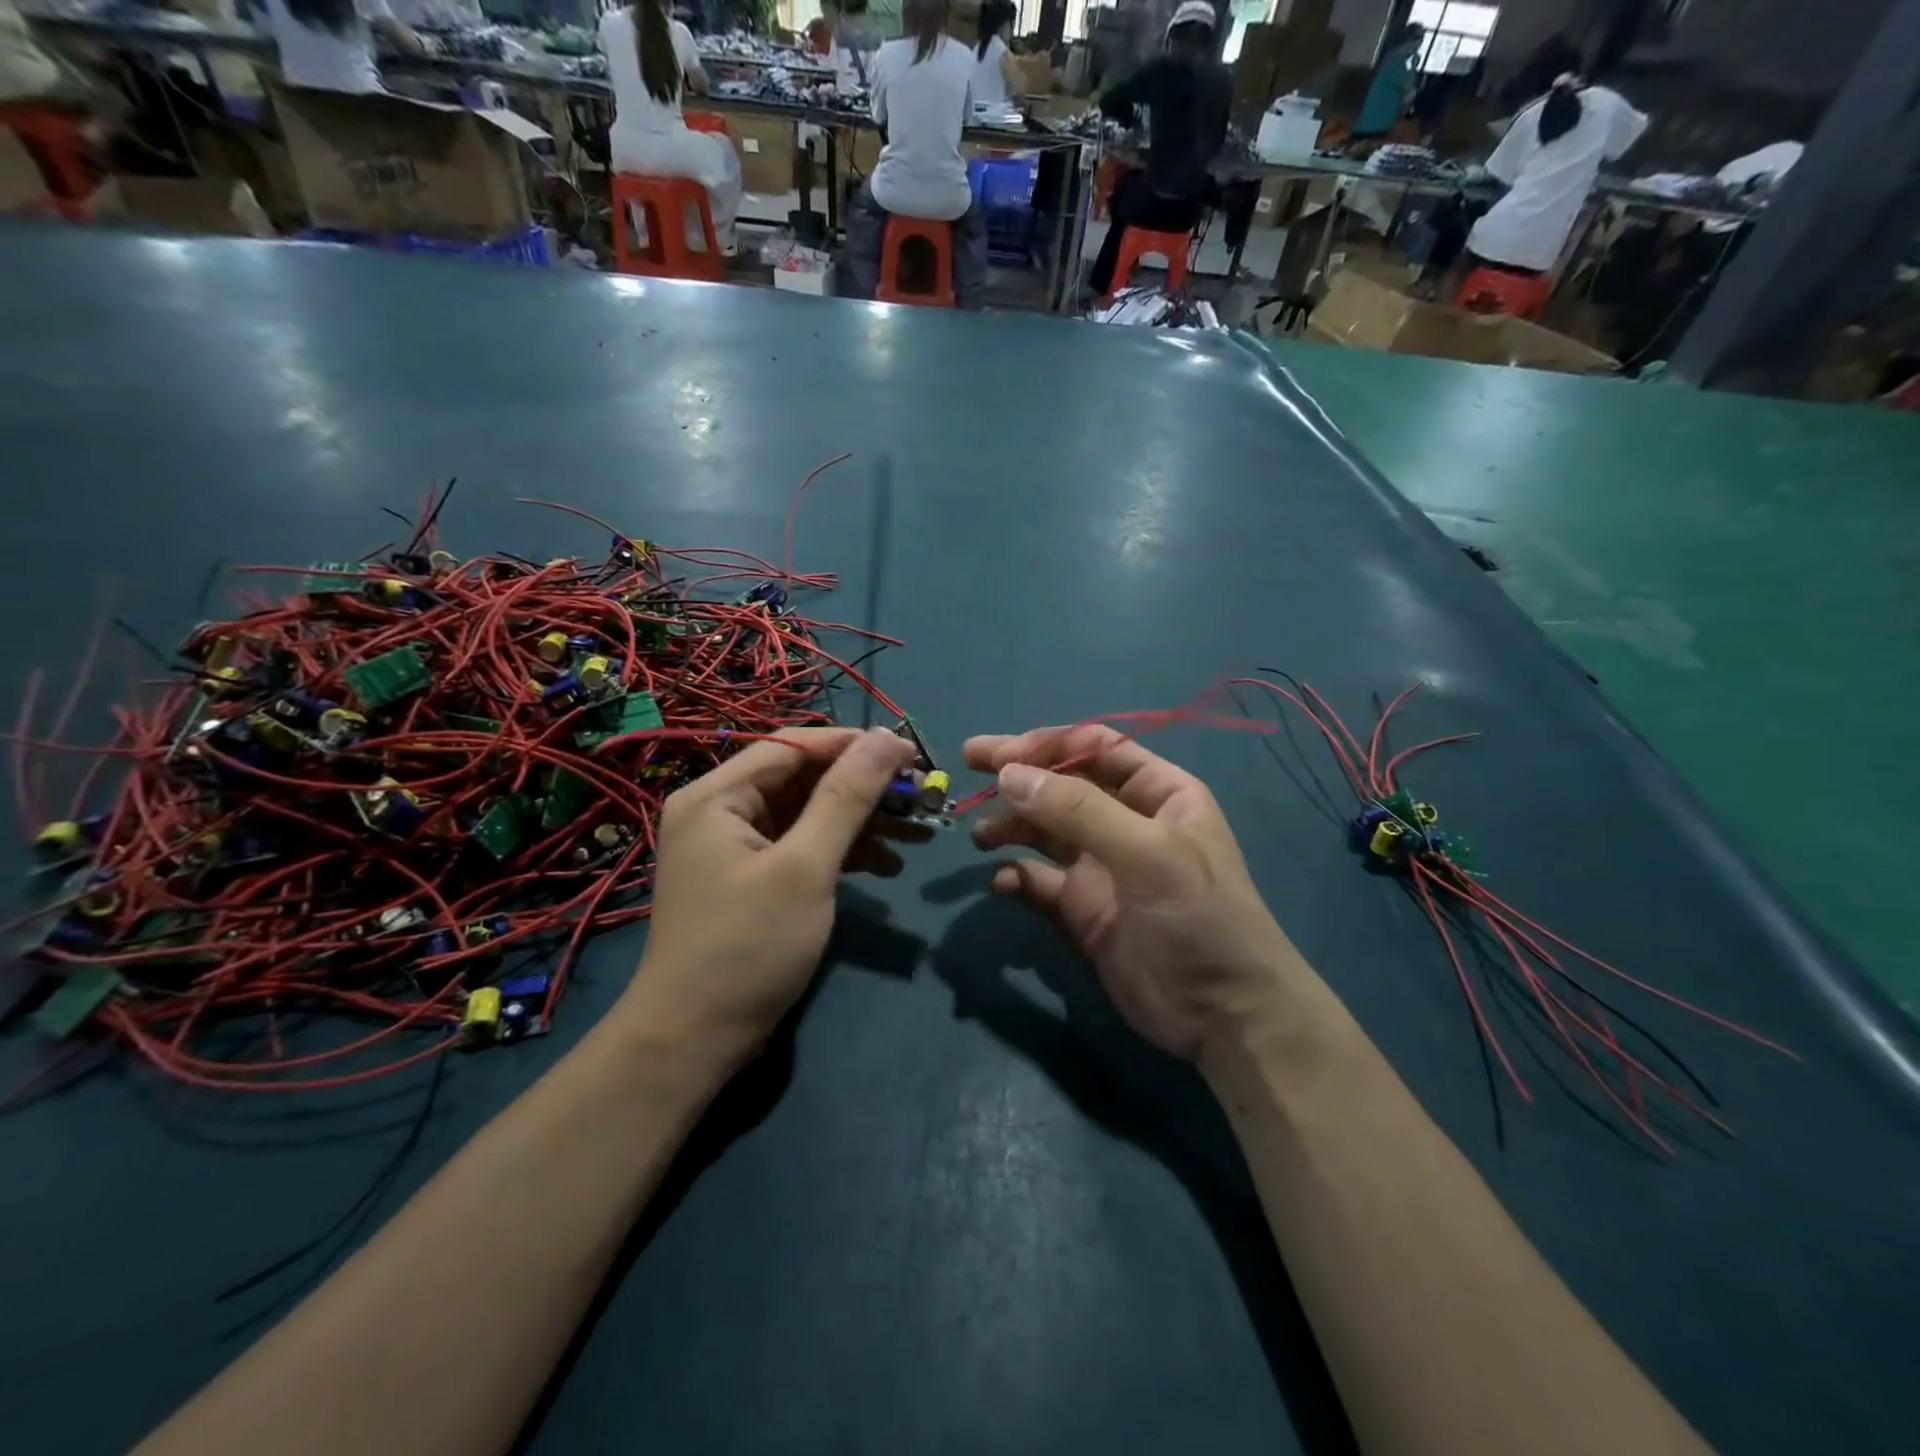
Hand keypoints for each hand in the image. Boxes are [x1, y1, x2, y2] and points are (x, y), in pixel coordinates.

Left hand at [625, 726, 919, 1059]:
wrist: (696, 1041)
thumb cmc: (749, 947)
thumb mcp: (805, 867)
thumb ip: (846, 798)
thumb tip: (886, 738)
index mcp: (718, 795)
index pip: (794, 746)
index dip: (854, 745)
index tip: (911, 755)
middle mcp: (721, 810)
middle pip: (804, 779)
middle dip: (865, 789)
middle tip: (922, 799)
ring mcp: (735, 846)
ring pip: (809, 813)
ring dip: (862, 822)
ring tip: (918, 835)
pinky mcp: (752, 877)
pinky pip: (803, 846)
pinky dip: (843, 852)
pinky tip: (887, 868)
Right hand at [963, 726, 1311, 1062]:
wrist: (1223, 1015)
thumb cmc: (1198, 917)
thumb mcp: (1146, 853)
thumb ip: (1077, 811)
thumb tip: (1008, 774)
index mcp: (1157, 793)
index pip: (1096, 747)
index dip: (1048, 744)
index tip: (1001, 755)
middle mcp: (1126, 821)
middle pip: (1063, 783)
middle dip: (1018, 773)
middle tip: (968, 762)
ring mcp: (1102, 866)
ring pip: (1045, 830)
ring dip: (1012, 825)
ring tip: (982, 836)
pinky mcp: (1081, 908)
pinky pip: (1039, 881)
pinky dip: (1018, 876)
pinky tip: (1004, 883)